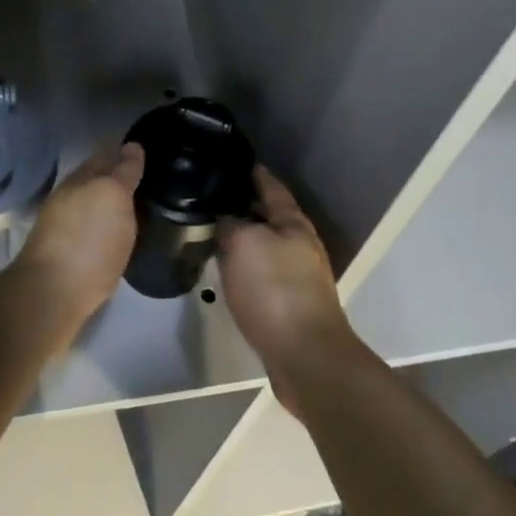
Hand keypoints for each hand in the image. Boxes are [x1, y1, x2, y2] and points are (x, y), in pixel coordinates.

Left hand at [14, 143, 142, 329]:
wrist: (51, 296)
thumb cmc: (88, 240)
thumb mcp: (114, 196)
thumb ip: (124, 171)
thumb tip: (132, 147)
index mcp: (81, 178)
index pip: (107, 154)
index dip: (128, 151)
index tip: (150, 153)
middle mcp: (70, 197)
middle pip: (98, 180)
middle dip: (119, 177)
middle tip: (150, 182)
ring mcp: (63, 227)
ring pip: (93, 206)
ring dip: (112, 204)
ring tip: (140, 209)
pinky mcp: (65, 256)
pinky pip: (92, 231)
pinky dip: (106, 228)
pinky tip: (120, 237)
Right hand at [218, 167, 354, 413]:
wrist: (306, 356)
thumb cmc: (275, 289)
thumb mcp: (243, 244)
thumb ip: (229, 224)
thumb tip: (222, 220)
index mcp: (293, 222)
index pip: (270, 185)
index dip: (252, 171)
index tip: (229, 160)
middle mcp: (300, 243)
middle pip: (269, 215)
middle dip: (244, 204)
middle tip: (210, 197)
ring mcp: (298, 275)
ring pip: (266, 245)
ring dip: (244, 237)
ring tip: (212, 231)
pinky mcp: (291, 304)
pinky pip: (264, 273)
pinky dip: (246, 266)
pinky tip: (228, 271)